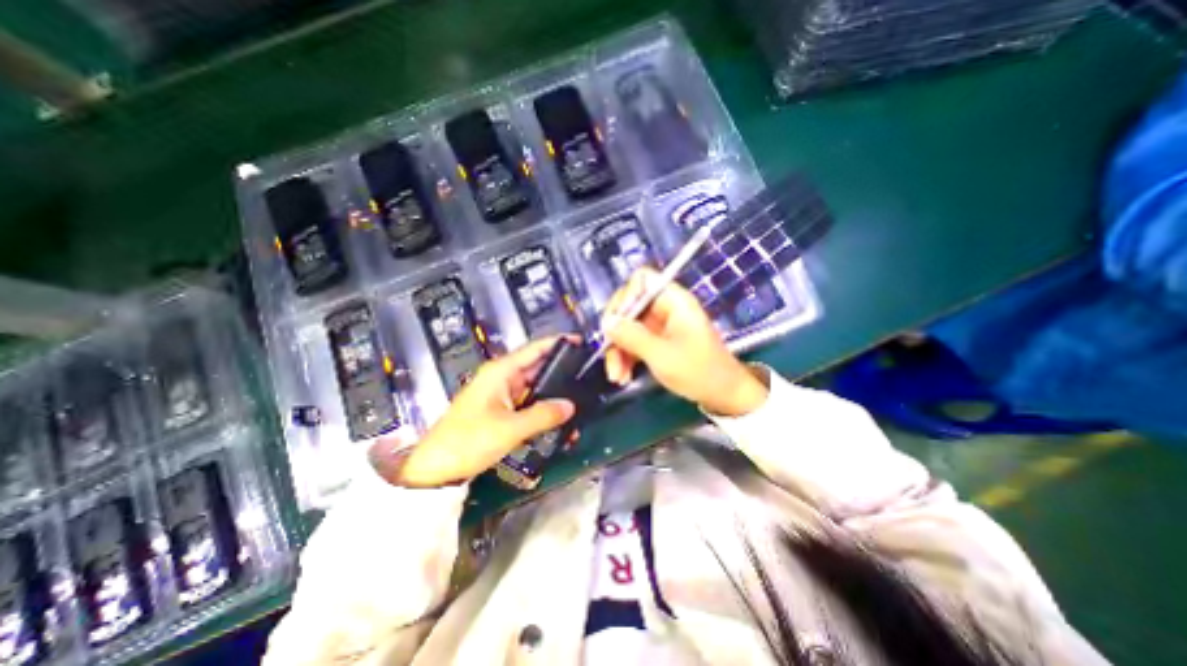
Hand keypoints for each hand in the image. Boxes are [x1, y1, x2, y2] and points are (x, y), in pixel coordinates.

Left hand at [370, 339, 574, 489]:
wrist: (434, 469)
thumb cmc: (469, 441)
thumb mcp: (509, 428)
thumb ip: (543, 414)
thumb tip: (570, 406)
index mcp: (501, 371)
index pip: (535, 349)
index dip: (558, 343)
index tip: (581, 342)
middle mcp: (502, 378)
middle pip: (537, 367)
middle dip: (561, 370)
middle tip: (588, 375)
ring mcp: (502, 395)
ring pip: (535, 387)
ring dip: (554, 393)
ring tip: (581, 397)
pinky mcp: (501, 411)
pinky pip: (528, 404)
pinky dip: (543, 408)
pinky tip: (560, 417)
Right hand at [604, 265, 770, 416]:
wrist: (723, 395)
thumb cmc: (699, 372)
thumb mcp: (662, 356)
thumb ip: (632, 337)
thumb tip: (606, 322)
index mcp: (673, 301)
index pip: (642, 280)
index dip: (625, 296)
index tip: (614, 322)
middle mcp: (665, 308)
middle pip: (629, 306)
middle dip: (616, 332)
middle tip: (608, 353)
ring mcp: (660, 325)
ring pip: (627, 327)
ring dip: (618, 351)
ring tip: (616, 376)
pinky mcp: (657, 341)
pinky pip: (633, 341)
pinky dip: (626, 357)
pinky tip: (623, 376)